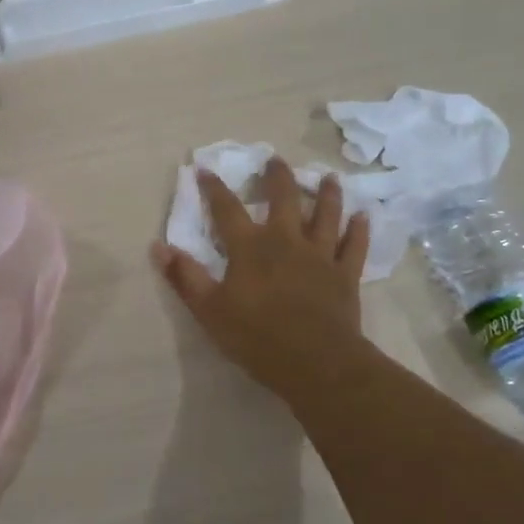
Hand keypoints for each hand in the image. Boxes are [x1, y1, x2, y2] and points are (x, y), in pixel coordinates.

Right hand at [151, 159, 370, 396]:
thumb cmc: (257, 337)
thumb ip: (185, 276)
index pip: (226, 209)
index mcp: (250, 247)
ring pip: (326, 214)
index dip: (213, 188)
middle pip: (284, 199)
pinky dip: (359, 230)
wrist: (316, 363)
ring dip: (326, 193)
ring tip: (328, 177)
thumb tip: (159, 246)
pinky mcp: (345, 274)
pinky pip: (354, 246)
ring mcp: (320, 255)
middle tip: (276, 159)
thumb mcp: (209, 310)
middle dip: (278, 176)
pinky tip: (364, 216)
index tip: (204, 169)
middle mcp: (286, 240)